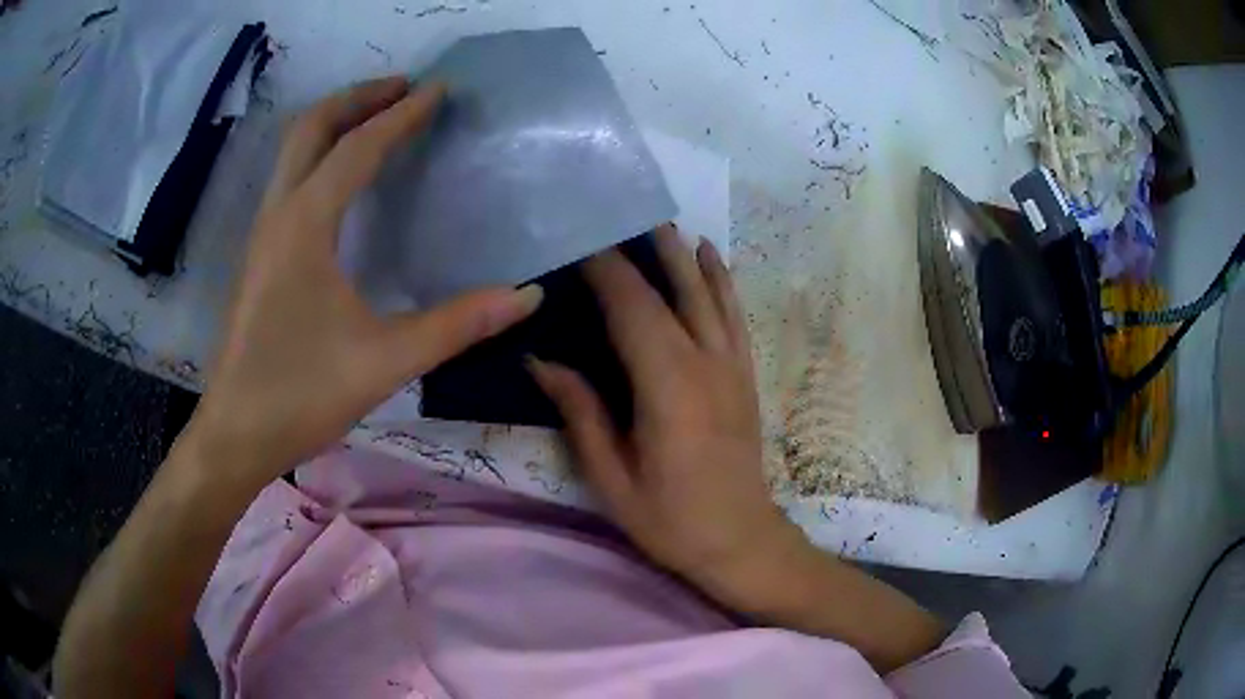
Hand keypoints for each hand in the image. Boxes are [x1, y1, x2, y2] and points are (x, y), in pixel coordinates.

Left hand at [188, 78, 541, 487]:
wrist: (236, 433)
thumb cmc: (301, 393)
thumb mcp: (385, 360)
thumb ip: (458, 324)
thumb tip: (527, 296)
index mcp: (306, 224)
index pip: (360, 147)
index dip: (403, 114)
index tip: (441, 89)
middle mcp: (278, 214)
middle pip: (311, 127)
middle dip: (358, 97)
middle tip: (404, 88)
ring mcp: (262, 233)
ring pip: (293, 151)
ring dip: (336, 122)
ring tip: (379, 118)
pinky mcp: (259, 255)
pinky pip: (289, 180)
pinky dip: (320, 155)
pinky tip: (344, 179)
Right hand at [529, 225, 807, 603]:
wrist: (740, 540)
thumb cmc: (669, 519)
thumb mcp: (612, 477)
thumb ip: (581, 412)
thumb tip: (541, 360)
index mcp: (667, 387)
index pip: (631, 308)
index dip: (605, 270)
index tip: (579, 241)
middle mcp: (705, 363)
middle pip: (671, 291)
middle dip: (642, 251)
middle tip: (617, 215)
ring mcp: (732, 366)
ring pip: (709, 293)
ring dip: (685, 255)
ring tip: (662, 223)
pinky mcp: (745, 375)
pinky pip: (734, 315)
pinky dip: (722, 281)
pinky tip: (712, 258)